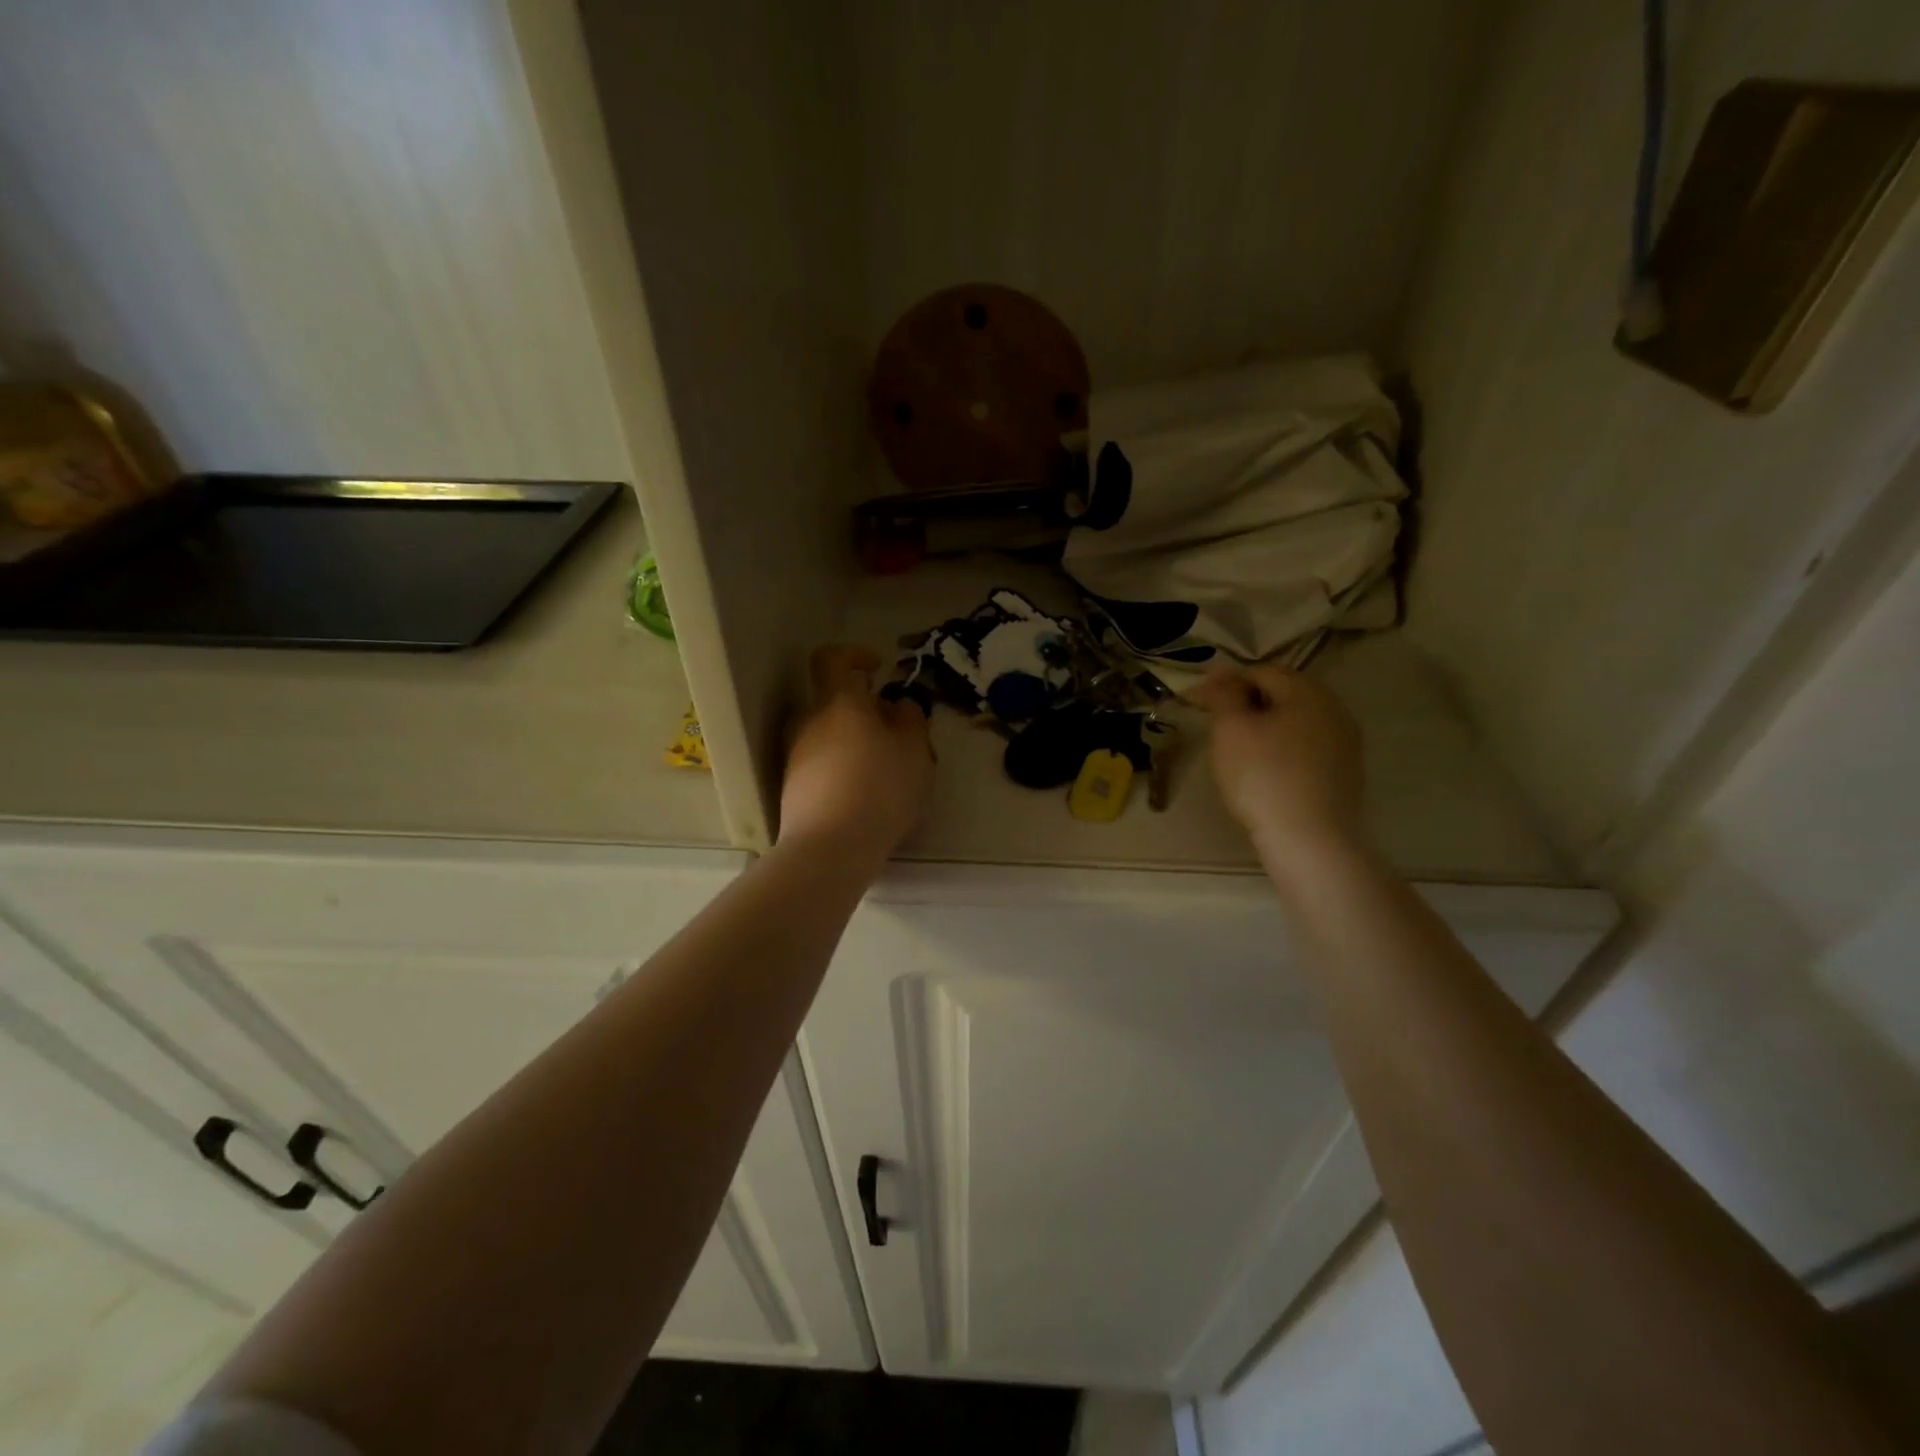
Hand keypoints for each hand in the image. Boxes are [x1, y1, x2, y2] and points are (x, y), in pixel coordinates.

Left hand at [778, 645, 933, 862]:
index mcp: (838, 703)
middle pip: (835, 703)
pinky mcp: (792, 788)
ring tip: (887, 774)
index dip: (854, 655)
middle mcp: (809, 723)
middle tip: (898, 737)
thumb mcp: (915, 751)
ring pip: (829, 737)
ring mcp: (796, 757)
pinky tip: (866, 800)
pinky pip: (822, 766)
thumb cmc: (880, 788)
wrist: (829, 848)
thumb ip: (911, 719)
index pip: (832, 659)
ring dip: (855, 744)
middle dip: (866, 713)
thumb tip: (898, 706)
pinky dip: (843, 771)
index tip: (877, 669)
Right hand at [1189, 663, 1365, 874]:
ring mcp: (1345, 742)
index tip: (1199, 703)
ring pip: (1296, 721)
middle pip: (1283, 694)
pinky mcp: (1346, 772)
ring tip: (1239, 749)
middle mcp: (1334, 708)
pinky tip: (1266, 771)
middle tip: (1217, 726)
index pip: (1260, 672)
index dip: (1225, 683)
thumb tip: (1222, 675)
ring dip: (1266, 726)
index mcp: (1307, 691)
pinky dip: (1283, 749)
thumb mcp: (1231, 729)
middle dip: (1248, 703)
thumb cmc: (1263, 776)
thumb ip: (1225, 694)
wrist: (1309, 839)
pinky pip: (1308, 747)